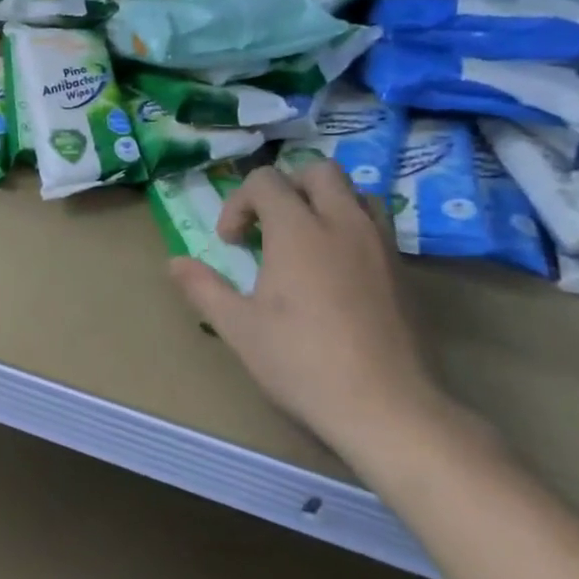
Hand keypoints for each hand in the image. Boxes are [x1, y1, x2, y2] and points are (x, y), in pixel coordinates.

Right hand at [167, 159, 453, 467]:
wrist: (386, 407)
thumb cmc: (302, 363)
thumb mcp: (238, 327)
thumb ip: (203, 287)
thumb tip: (175, 263)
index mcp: (298, 231)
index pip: (266, 180)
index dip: (239, 203)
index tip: (231, 243)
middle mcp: (343, 225)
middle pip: (319, 172)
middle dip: (287, 188)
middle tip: (269, 227)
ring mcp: (380, 246)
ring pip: (355, 194)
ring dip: (325, 203)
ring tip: (306, 242)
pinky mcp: (404, 272)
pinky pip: (376, 226)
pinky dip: (350, 230)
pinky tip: (335, 273)